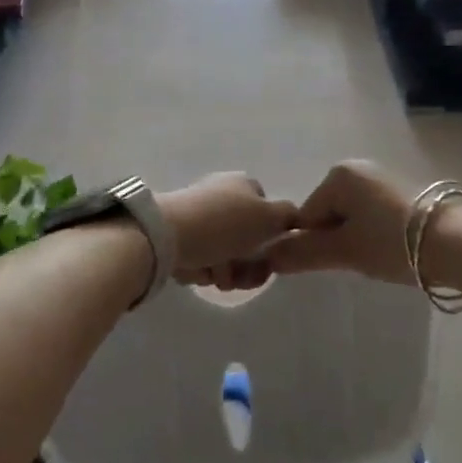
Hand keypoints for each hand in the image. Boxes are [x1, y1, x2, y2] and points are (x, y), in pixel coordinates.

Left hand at [157, 174, 298, 290]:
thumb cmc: (223, 224)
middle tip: (238, 277)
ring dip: (223, 271)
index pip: (267, 211)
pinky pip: (198, 259)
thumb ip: (289, 216)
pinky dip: (199, 270)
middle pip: (245, 239)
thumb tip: (295, 217)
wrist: (165, 235)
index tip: (268, 259)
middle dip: (245, 264)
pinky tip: (194, 270)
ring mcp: (196, 216)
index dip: (270, 237)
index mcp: (242, 185)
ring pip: (222, 254)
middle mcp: (219, 195)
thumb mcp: (268, 217)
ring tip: (213, 275)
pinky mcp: (175, 236)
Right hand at [264, 161, 418, 284]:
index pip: (306, 216)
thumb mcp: (343, 251)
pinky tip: (391, 251)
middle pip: (327, 215)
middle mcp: (358, 169)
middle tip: (358, 262)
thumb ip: (302, 253)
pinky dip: (374, 235)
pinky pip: (371, 216)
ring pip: (350, 218)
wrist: (457, 244)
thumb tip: (266, 257)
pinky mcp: (402, 194)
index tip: (335, 263)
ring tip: (377, 259)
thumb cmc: (392, 243)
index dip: (313, 245)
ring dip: (355, 240)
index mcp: (338, 174)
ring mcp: (382, 179)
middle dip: (336, 241)